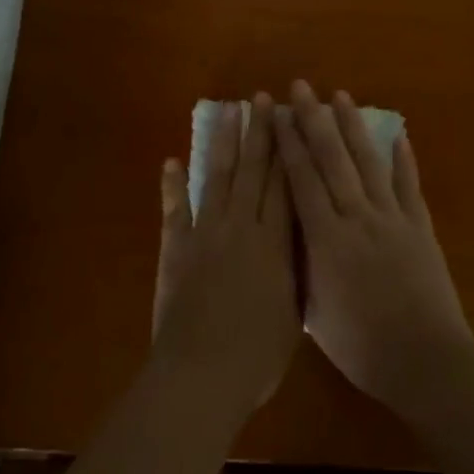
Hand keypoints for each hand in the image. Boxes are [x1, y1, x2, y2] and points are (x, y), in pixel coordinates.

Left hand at [152, 93, 300, 417]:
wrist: (201, 374)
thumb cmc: (257, 355)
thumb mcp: (293, 314)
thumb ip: (296, 270)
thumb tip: (301, 239)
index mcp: (275, 243)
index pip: (284, 185)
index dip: (288, 149)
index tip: (291, 118)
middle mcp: (241, 227)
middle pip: (253, 170)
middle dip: (259, 132)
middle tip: (261, 98)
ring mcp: (205, 232)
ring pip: (217, 176)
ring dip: (222, 142)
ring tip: (227, 111)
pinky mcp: (176, 246)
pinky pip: (175, 208)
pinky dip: (172, 184)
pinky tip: (172, 161)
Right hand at [274, 81, 473, 412]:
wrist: (425, 361)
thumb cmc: (362, 346)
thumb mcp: (315, 313)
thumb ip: (300, 269)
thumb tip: (286, 240)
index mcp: (325, 238)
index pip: (301, 180)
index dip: (288, 143)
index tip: (277, 113)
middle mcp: (356, 217)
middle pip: (332, 160)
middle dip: (314, 120)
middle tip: (303, 87)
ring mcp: (392, 219)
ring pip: (368, 163)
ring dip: (353, 127)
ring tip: (341, 96)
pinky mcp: (420, 228)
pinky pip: (409, 187)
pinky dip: (404, 160)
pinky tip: (399, 135)